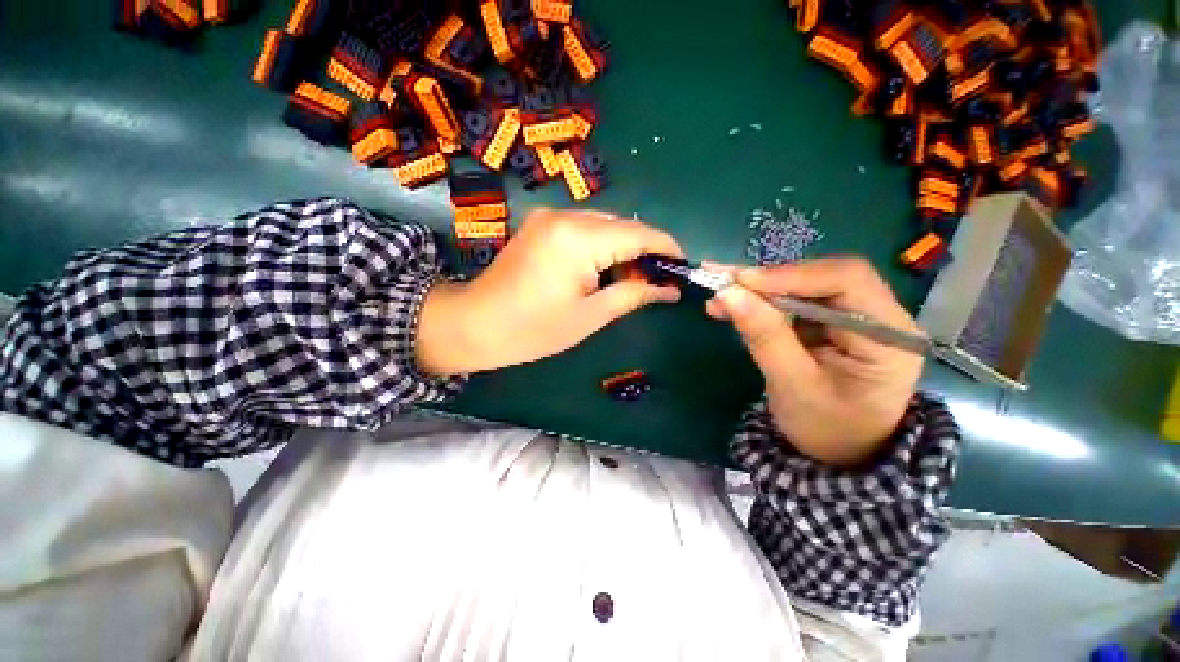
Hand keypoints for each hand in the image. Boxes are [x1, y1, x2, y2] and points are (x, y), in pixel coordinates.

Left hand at [416, 209, 682, 375]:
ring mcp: (549, 217)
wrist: (475, 324)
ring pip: (603, 226)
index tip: (683, 267)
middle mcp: (565, 216)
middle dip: (643, 251)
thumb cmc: (533, 329)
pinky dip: (601, 246)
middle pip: (621, 226)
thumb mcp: (590, 316)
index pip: (638, 234)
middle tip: (654, 282)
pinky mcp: (541, 225)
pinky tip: (602, 270)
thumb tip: (668, 289)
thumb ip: (633, 295)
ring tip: (629, 279)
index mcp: (579, 239)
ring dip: (622, 249)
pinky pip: (583, 228)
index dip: (666, 248)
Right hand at [707, 258, 922, 466]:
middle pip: (824, 277)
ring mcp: (855, 317)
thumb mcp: (793, 386)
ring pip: (804, 285)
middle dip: (770, 280)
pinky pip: (793, 301)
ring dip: (759, 289)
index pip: (847, 280)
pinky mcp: (830, 323)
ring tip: (720, 297)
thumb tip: (728, 293)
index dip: (792, 275)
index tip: (741, 282)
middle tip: (723, 284)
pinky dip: (761, 302)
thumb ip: (764, 337)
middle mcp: (880, 316)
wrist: (840, 454)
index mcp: (889, 336)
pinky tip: (733, 306)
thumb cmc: (825, 429)